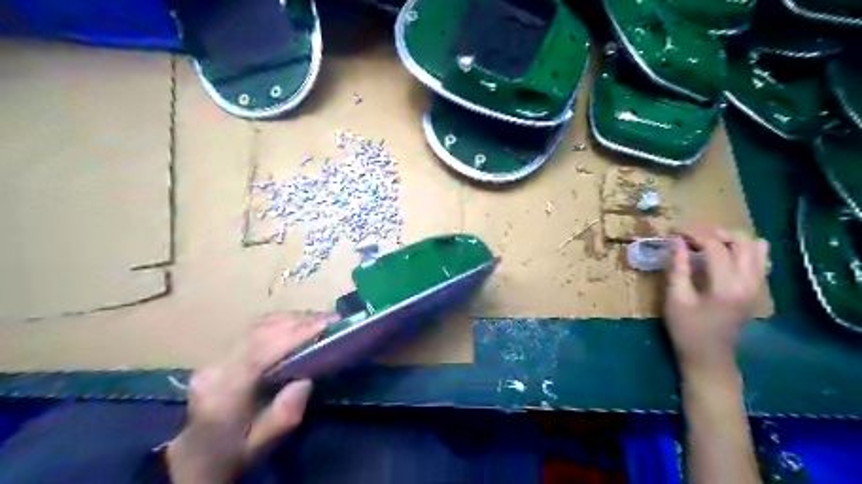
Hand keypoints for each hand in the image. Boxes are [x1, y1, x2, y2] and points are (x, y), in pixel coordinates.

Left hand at [166, 314, 334, 482]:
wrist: (196, 458)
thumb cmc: (234, 453)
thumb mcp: (263, 444)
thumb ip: (285, 414)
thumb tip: (306, 380)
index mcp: (223, 394)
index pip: (259, 353)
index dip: (294, 334)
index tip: (327, 324)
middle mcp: (215, 368)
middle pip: (259, 332)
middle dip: (299, 322)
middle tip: (332, 319)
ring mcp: (215, 357)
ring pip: (256, 326)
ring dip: (291, 319)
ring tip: (320, 320)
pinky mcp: (221, 353)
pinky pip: (254, 329)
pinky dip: (280, 322)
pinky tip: (297, 324)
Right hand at [662, 227, 771, 373]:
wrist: (709, 356)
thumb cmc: (686, 329)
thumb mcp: (675, 298)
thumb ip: (677, 267)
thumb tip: (676, 241)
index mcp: (726, 286)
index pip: (716, 247)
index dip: (694, 234)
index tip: (675, 231)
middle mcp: (749, 282)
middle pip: (742, 241)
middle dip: (716, 232)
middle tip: (692, 235)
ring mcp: (757, 286)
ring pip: (756, 247)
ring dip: (732, 238)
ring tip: (708, 241)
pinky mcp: (757, 289)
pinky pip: (759, 260)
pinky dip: (744, 250)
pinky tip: (724, 254)